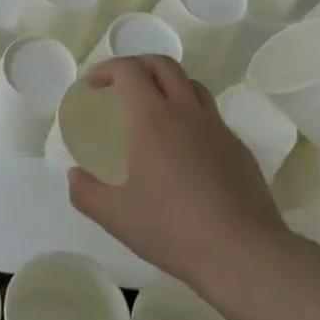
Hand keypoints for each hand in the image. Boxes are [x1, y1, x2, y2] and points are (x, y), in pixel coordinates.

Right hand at [67, 56, 287, 306]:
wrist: (245, 255)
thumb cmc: (173, 229)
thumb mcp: (115, 216)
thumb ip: (86, 193)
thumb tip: (74, 176)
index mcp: (152, 118)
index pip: (129, 70)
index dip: (107, 68)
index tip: (94, 85)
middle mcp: (186, 112)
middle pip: (163, 65)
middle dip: (138, 65)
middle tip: (122, 86)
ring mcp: (217, 129)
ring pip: (192, 85)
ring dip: (168, 85)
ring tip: (155, 110)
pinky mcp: (239, 149)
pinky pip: (211, 116)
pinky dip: (191, 115)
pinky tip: (185, 149)